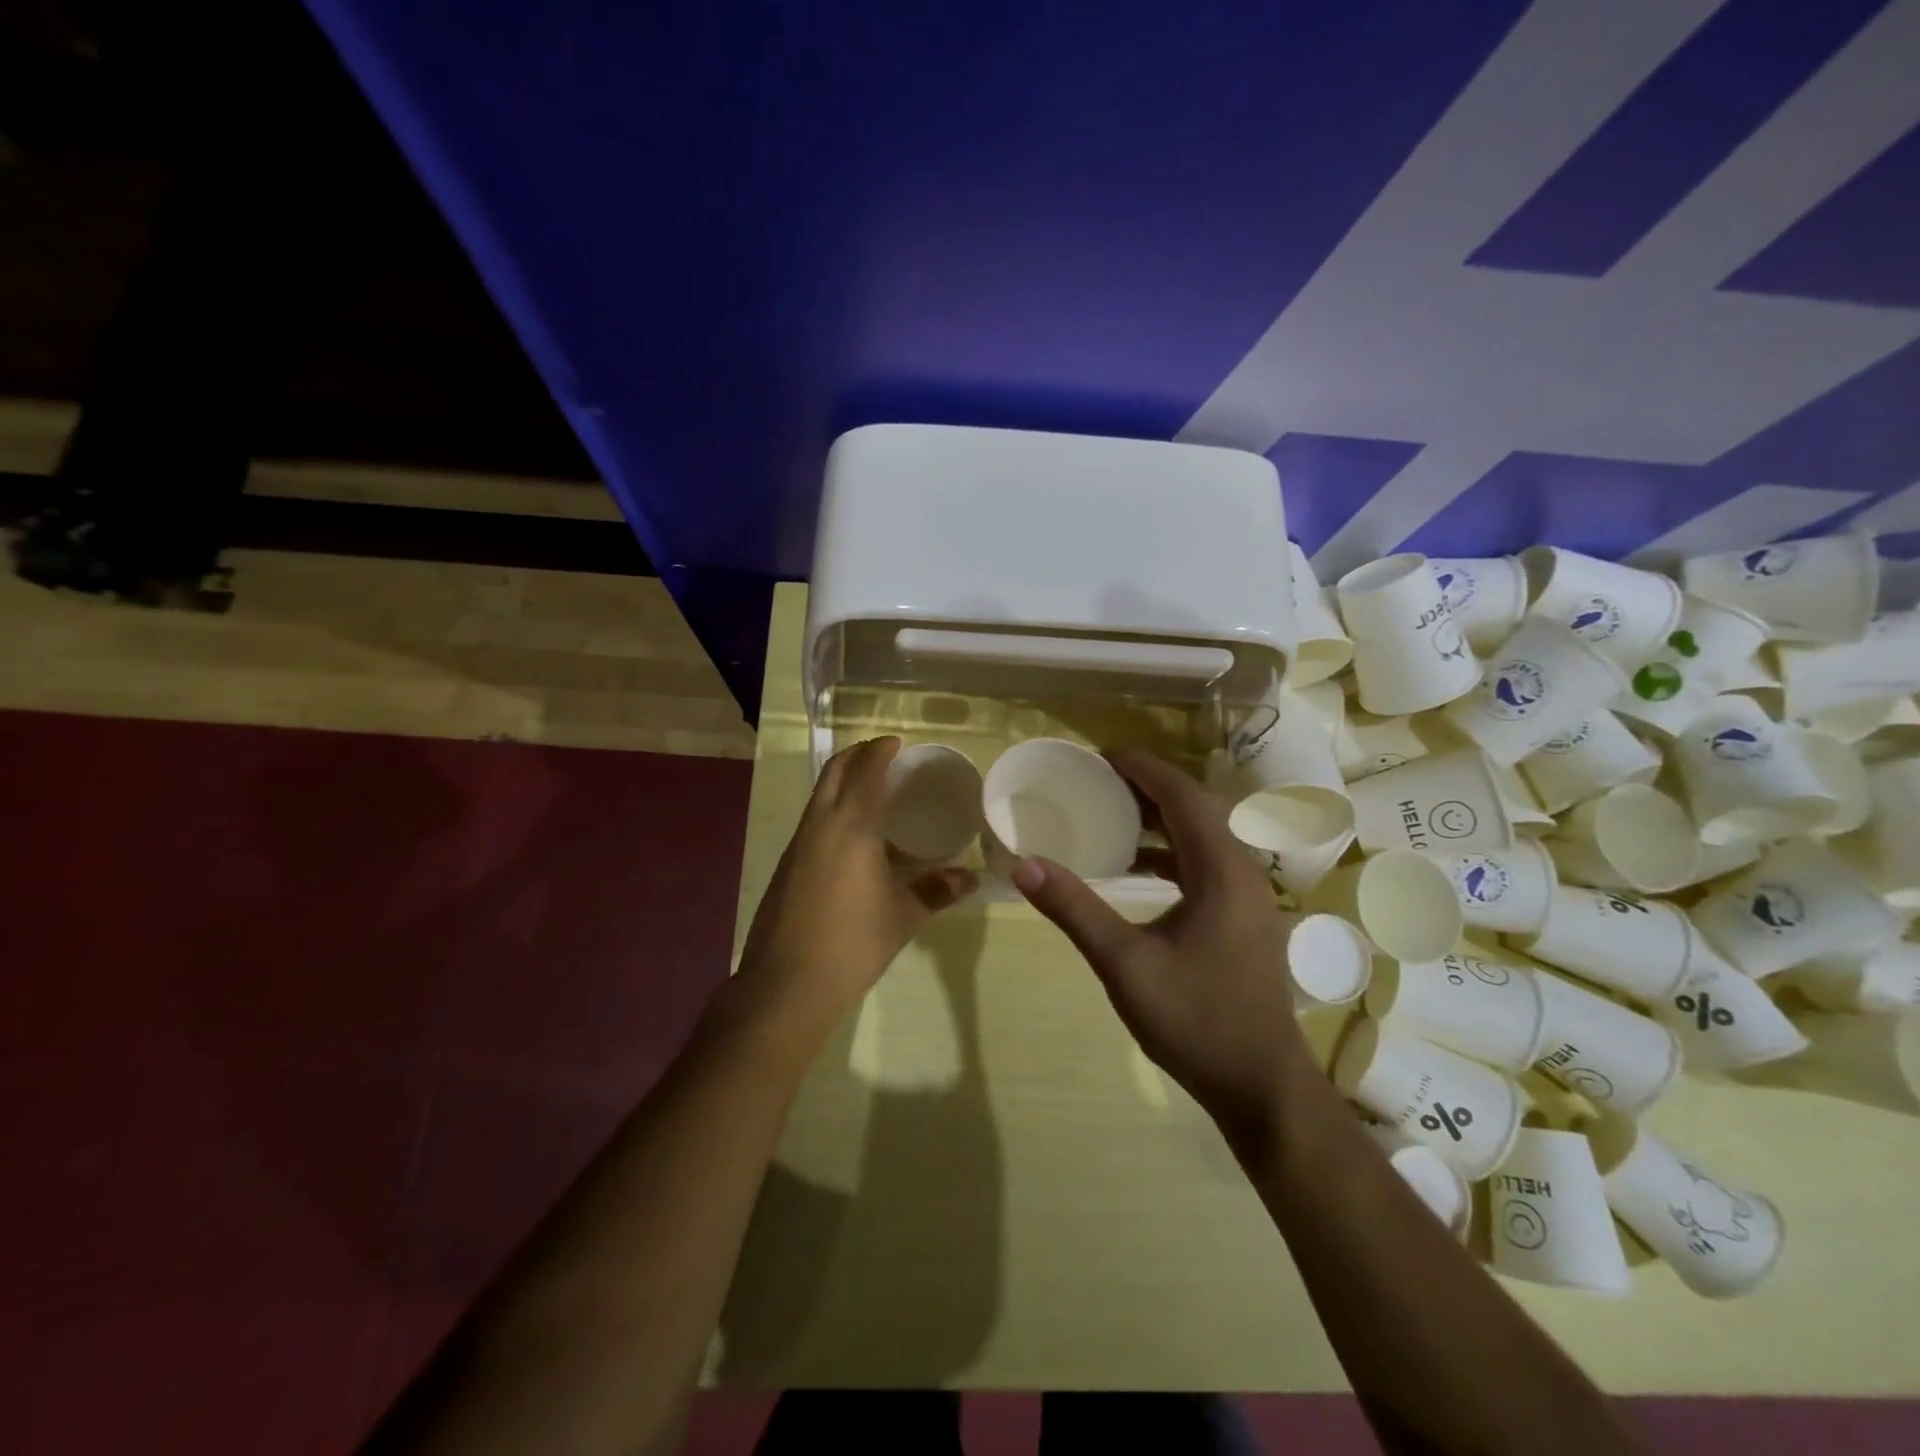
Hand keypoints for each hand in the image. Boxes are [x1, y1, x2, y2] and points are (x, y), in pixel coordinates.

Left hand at [734, 737, 976, 1036]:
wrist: (787, 983)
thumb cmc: (853, 942)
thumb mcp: (904, 915)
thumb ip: (937, 890)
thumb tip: (971, 877)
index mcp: (852, 826)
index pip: (865, 770)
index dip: (880, 750)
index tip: (897, 743)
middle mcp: (820, 825)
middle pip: (834, 772)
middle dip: (857, 756)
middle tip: (885, 758)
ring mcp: (798, 845)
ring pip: (820, 796)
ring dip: (843, 783)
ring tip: (875, 795)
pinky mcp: (788, 866)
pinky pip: (814, 821)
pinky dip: (834, 811)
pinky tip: (856, 841)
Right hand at [1010, 752, 1306, 1146]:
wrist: (1261, 1086)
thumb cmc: (1196, 1020)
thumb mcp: (1125, 964)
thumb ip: (1075, 910)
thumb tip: (1024, 866)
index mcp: (1221, 871)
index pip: (1182, 796)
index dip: (1142, 768)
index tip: (1100, 757)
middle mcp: (1241, 872)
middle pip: (1195, 809)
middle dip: (1147, 788)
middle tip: (1097, 782)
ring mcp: (1247, 897)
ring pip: (1202, 837)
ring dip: (1160, 820)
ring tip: (1110, 814)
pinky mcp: (1243, 919)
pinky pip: (1204, 864)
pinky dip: (1171, 852)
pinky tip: (1137, 868)